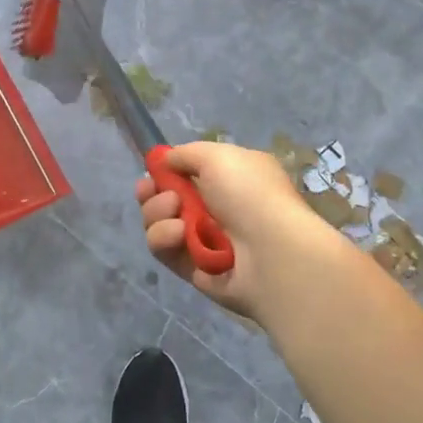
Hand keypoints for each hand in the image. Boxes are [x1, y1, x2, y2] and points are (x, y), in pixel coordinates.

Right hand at [136, 141, 331, 323]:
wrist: (272, 254)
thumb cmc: (249, 195)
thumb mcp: (218, 156)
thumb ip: (186, 154)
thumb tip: (167, 160)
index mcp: (229, 180)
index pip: (187, 174)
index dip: (164, 172)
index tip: (151, 171)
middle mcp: (216, 209)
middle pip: (165, 199)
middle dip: (152, 194)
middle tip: (151, 192)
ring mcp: (203, 241)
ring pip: (159, 223)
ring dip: (158, 214)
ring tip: (175, 214)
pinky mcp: (192, 269)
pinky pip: (164, 251)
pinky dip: (165, 240)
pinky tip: (178, 236)